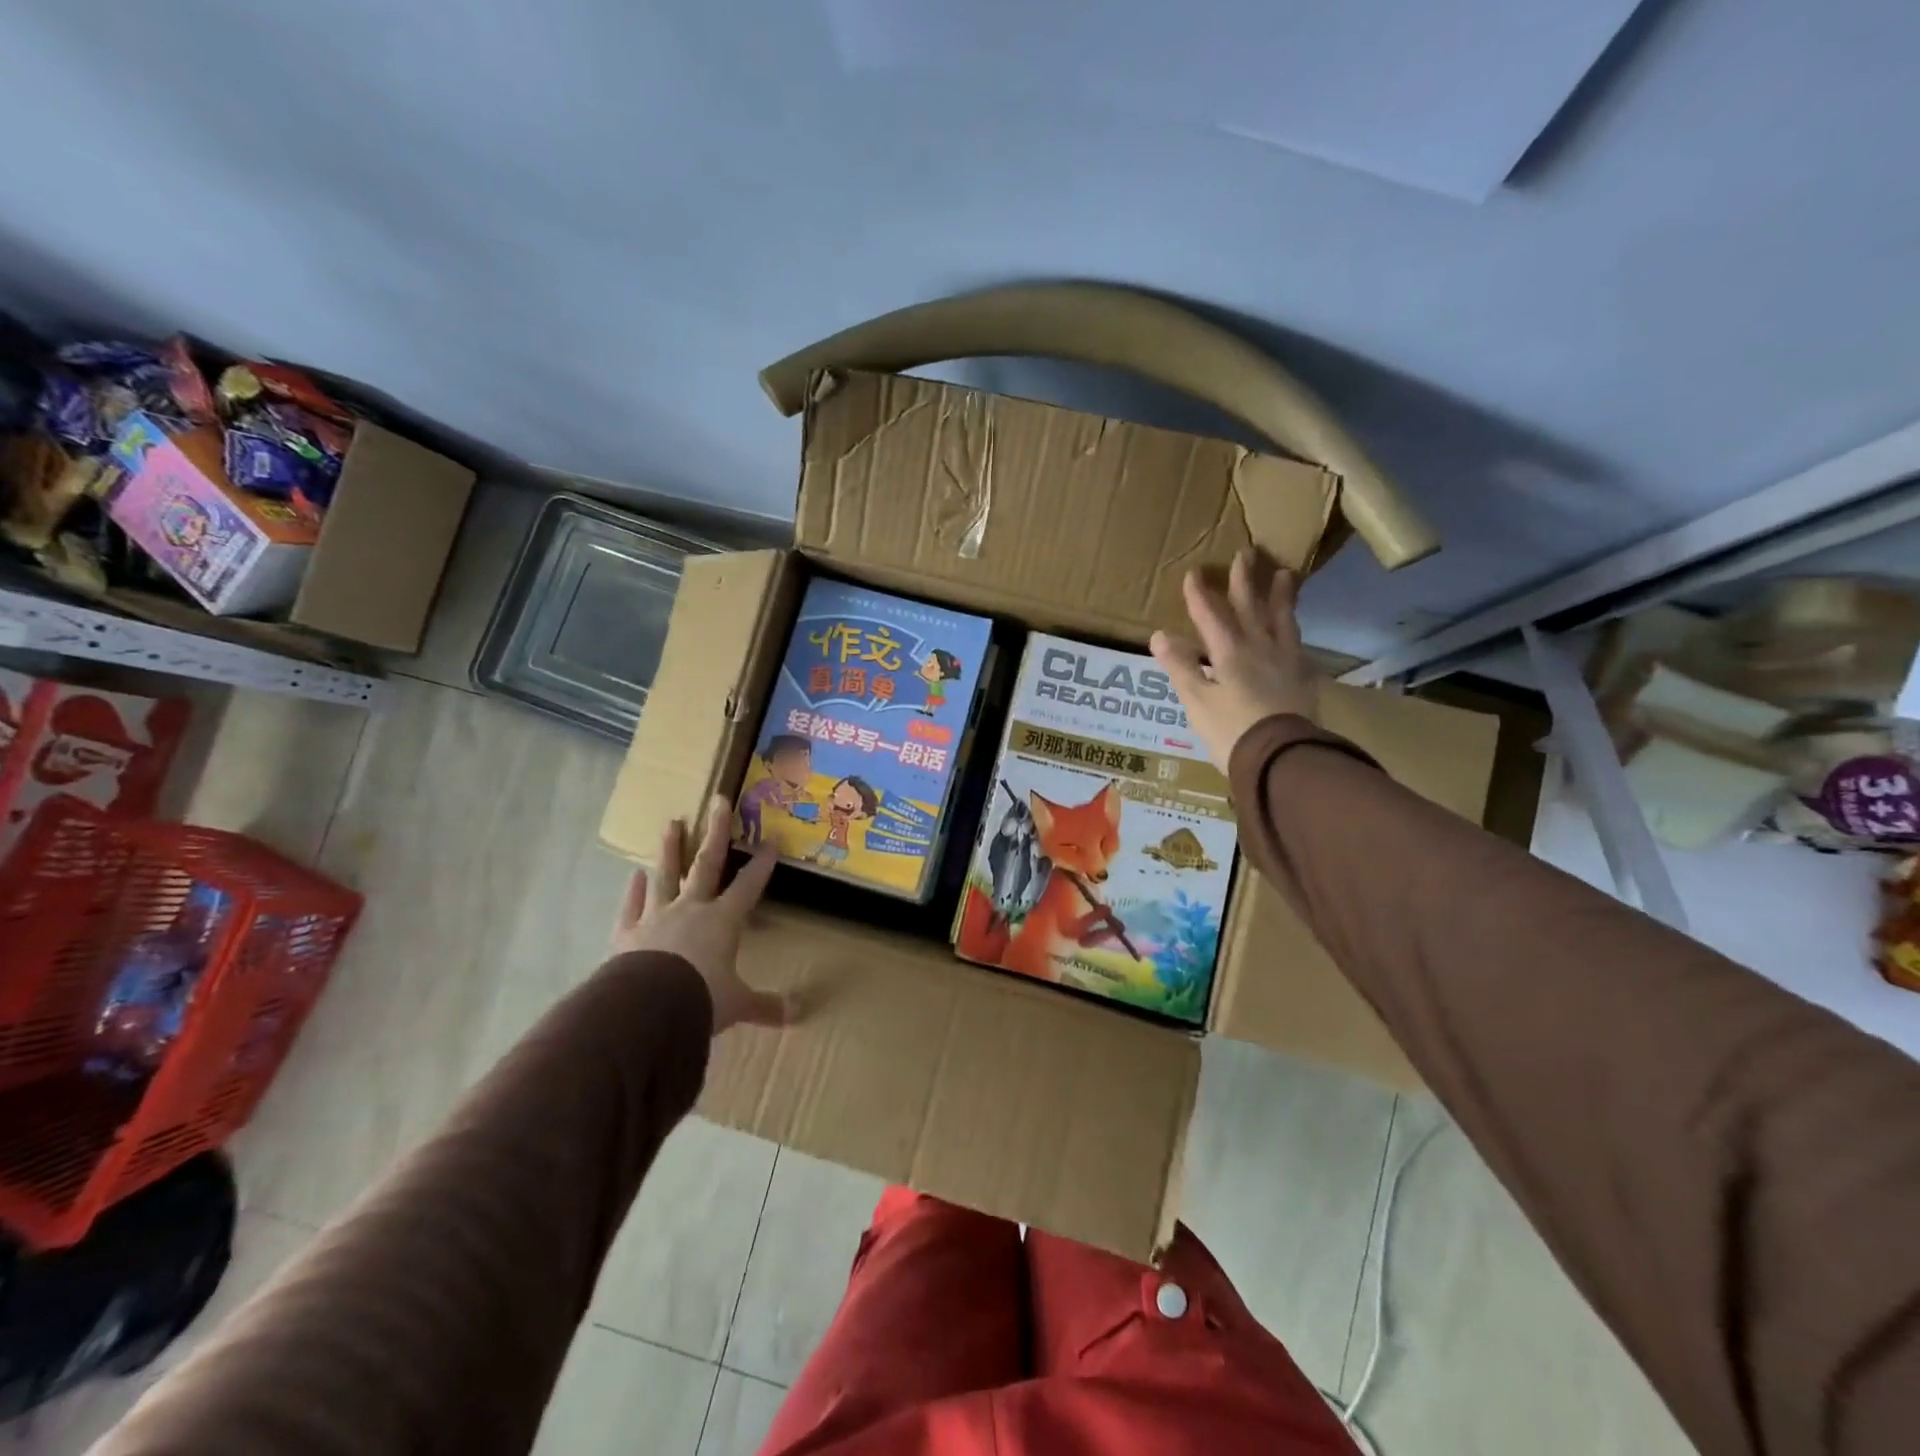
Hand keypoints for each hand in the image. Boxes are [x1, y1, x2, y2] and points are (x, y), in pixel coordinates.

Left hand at [613, 794, 790, 1034]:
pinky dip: (633, 891)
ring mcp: (656, 917)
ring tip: (671, 823)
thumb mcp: (737, 1004)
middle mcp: (691, 909)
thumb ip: (765, 1007)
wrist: (646, 1008)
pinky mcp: (628, 932)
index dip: (762, 865)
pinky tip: (634, 876)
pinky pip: (632, 906)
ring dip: (670, 849)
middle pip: (707, 864)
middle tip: (718, 800)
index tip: (771, 841)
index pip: (748, 886)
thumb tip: (797, 1017)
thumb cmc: (701, 998)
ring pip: (666, 875)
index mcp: (723, 920)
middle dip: (715, 832)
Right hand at [1149, 547, 1320, 768]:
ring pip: (1282, 619)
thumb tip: (1160, 635)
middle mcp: (1260, 648)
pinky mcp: (1302, 679)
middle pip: (1251, 607)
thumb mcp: (1197, 702)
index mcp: (1230, 653)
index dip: (1200, 594)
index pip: (1211, 615)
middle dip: (1244, 581)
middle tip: (1247, 553)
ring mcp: (1286, 662)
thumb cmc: (1232, 732)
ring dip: (1279, 596)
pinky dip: (1293, 628)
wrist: (1283, 759)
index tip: (1193, 573)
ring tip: (1284, 575)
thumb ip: (1181, 667)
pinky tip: (1293, 628)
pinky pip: (1297, 642)